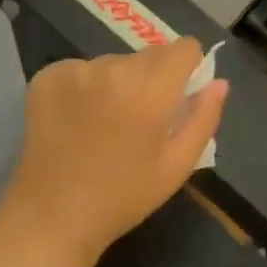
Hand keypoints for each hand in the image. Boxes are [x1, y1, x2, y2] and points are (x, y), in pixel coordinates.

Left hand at [0, 38, 226, 264]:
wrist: (51, 217)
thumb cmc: (122, 197)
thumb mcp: (176, 166)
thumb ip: (203, 118)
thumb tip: (219, 82)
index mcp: (150, 90)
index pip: (184, 48)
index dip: (188, 67)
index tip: (179, 94)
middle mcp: (113, 68)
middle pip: (149, 54)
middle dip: (152, 78)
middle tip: (139, 117)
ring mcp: (76, 69)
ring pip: (114, 62)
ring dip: (117, 82)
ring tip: (104, 122)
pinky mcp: (48, 76)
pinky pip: (81, 69)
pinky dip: (84, 87)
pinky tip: (77, 120)